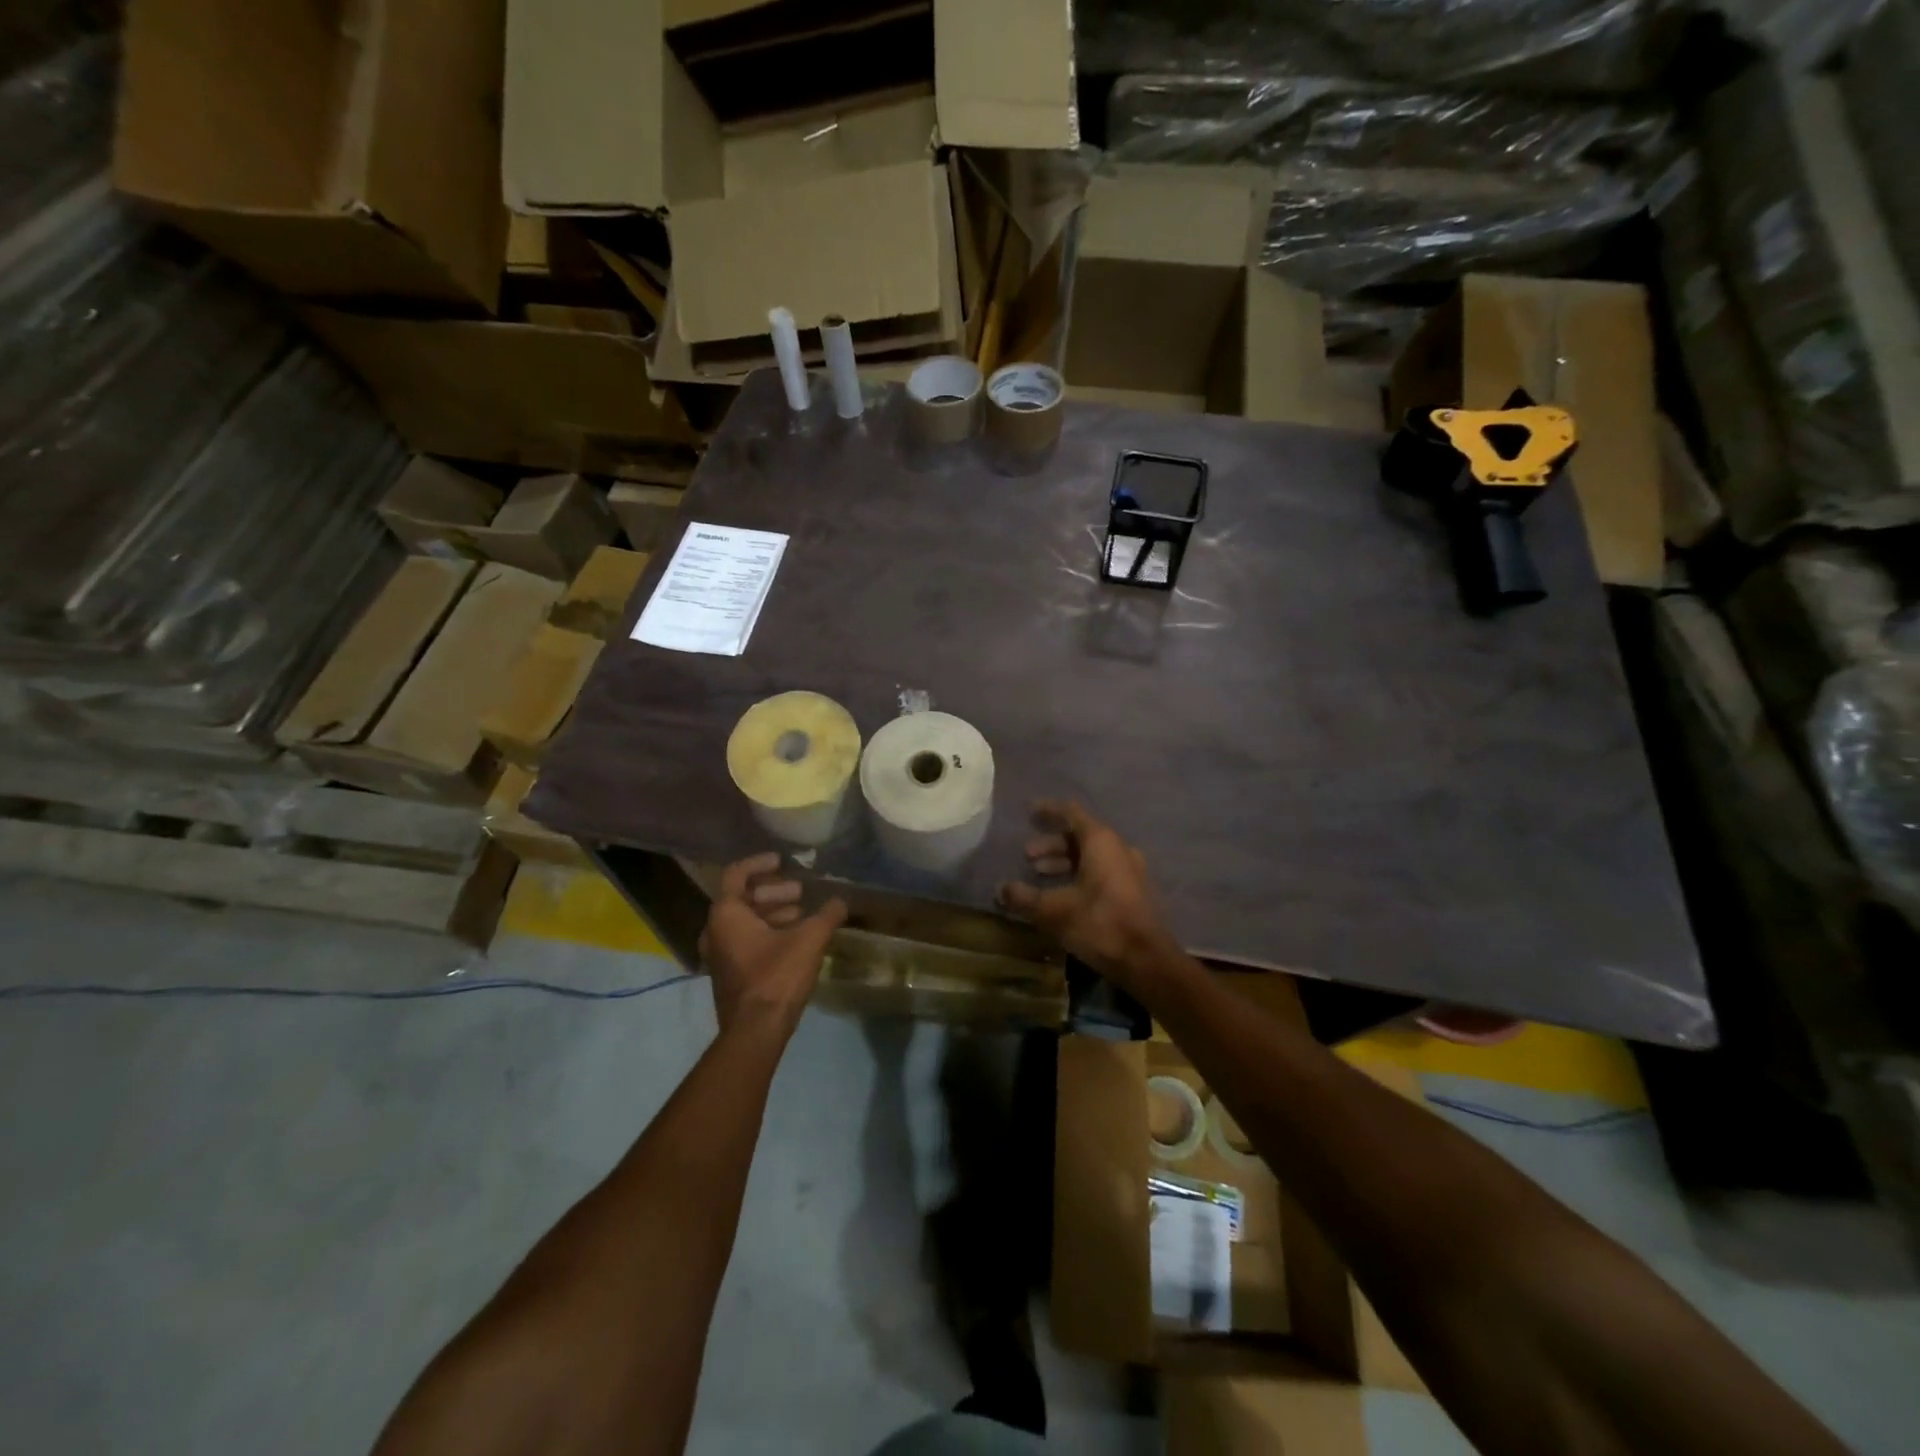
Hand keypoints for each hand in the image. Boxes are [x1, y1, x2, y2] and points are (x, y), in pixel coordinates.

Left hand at [700, 853, 846, 1036]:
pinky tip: (795, 938)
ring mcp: (719, 954)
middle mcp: (715, 930)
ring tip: (802, 913)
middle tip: (800, 891)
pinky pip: (745, 940)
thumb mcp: (809, 939)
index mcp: (726, 914)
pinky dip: (767, 931)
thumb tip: (841, 901)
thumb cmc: (777, 976)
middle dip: (772, 890)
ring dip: (772, 912)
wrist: (756, 1031)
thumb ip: (827, 915)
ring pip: (744, 921)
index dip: (759, 863)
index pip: (736, 874)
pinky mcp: (729, 973)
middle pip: (741, 897)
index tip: (781, 861)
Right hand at [997, 801, 1175, 987]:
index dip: (1049, 811)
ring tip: (1039, 874)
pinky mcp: (1133, 891)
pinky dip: (1078, 875)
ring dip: (1063, 862)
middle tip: (1027, 856)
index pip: (1071, 813)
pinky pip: (1101, 871)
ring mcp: (1129, 870)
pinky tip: (1061, 894)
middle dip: (1051, 844)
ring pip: (1091, 856)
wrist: (1148, 961)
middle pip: (1080, 836)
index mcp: (1101, 842)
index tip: (1029, 813)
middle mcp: (1118, 849)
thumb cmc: (1101, 924)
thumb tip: (1001, 888)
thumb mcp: (1055, 911)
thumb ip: (1025, 897)